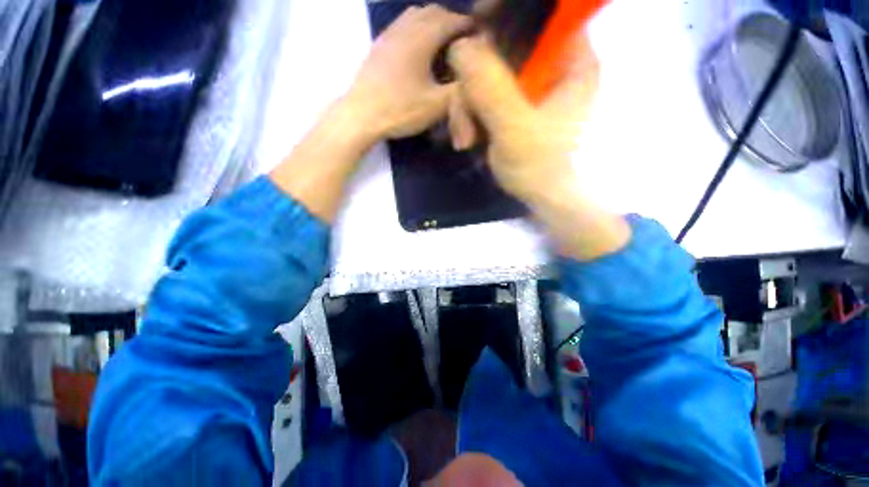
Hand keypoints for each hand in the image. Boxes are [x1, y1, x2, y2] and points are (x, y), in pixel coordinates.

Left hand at [344, 5, 471, 141]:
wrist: (362, 115)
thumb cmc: (401, 110)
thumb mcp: (436, 106)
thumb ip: (458, 90)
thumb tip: (472, 77)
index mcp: (422, 38)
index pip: (452, 20)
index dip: (468, 26)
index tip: (479, 37)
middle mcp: (405, 27)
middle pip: (433, 11)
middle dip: (451, 21)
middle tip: (461, 41)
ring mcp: (389, 34)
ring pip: (415, 15)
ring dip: (432, 22)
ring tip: (441, 43)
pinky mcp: (379, 45)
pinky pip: (401, 25)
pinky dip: (415, 28)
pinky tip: (417, 49)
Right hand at [447, 33, 598, 203]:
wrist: (543, 200)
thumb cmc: (540, 169)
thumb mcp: (515, 130)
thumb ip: (491, 89)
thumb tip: (460, 46)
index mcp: (569, 61)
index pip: (538, 17)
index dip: (503, 17)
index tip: (475, 28)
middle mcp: (549, 67)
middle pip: (500, 50)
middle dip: (472, 86)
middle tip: (463, 124)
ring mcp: (529, 89)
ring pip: (485, 76)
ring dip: (466, 108)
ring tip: (464, 141)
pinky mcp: (513, 107)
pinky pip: (483, 97)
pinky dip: (470, 117)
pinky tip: (467, 141)